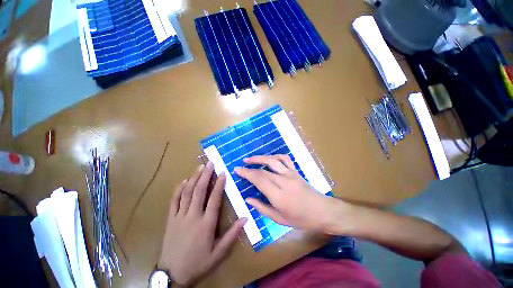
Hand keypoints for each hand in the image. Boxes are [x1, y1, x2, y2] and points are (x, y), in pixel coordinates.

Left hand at [158, 162, 246, 286]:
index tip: (222, 173)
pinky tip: (184, 180)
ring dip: (194, 178)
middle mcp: (193, 217)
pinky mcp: (170, 219)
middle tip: (210, 163)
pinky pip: (174, 201)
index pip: (214, 199)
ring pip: (187, 193)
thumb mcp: (219, 253)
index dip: (219, 184)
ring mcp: (179, 217)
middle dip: (205, 175)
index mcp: (206, 224)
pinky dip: (179, 189)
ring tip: (200, 167)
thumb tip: (245, 218)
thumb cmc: (198, 262)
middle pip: (199, 191)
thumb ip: (232, 234)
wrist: (172, 274)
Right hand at [235, 155, 346, 232]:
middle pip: (263, 170)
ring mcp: (291, 174)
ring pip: (273, 161)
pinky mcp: (296, 171)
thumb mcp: (280, 219)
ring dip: (260, 158)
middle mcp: (284, 181)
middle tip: (240, 166)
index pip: (259, 180)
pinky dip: (275, 156)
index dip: (247, 173)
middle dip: (250, 166)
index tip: (237, 170)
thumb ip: (262, 208)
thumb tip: (248, 198)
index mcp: (278, 195)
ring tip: (251, 159)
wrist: (323, 212)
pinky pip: (285, 159)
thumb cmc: (302, 219)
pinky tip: (269, 158)